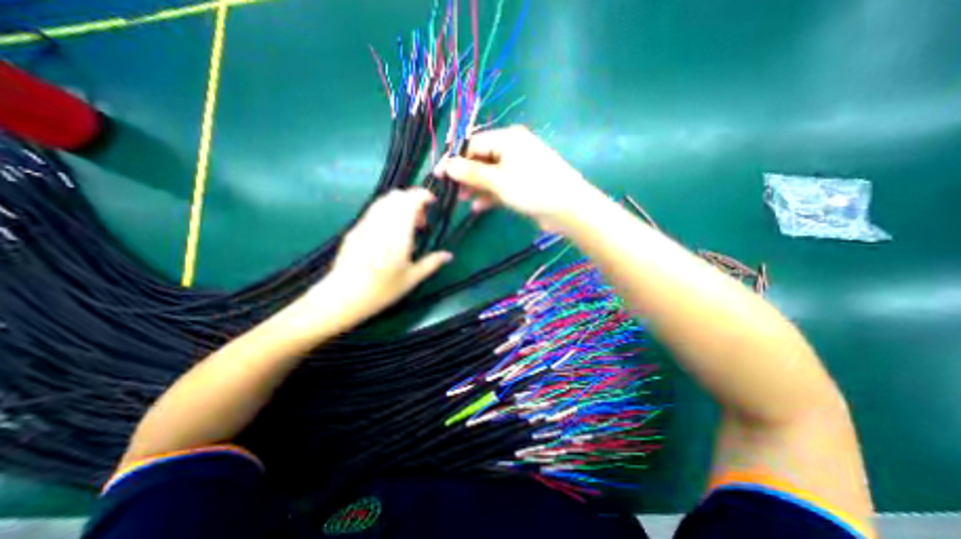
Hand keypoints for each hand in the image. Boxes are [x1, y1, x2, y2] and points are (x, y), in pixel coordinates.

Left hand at [306, 190, 452, 322]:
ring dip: (399, 205)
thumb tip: (448, 255)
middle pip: (396, 196)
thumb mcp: (411, 279)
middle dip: (412, 201)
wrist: (343, 297)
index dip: (422, 195)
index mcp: (397, 234)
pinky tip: (389, 233)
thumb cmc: (381, 290)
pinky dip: (386, 213)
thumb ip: (431, 263)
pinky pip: (373, 211)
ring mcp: (364, 225)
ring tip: (406, 227)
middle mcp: (380, 224)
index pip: (409, 201)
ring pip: (383, 201)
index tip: (432, 201)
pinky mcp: (354, 229)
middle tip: (421, 221)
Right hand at [436, 124, 598, 229]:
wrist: (567, 209)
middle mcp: (512, 149)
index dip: (454, 159)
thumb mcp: (498, 180)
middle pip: (481, 159)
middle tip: (450, 190)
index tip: (439, 175)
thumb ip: (471, 173)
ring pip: (490, 174)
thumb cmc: (532, 188)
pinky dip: (490, 195)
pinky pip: (501, 186)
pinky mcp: (523, 184)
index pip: (473, 144)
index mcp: (507, 139)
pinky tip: (478, 207)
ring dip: (476, 186)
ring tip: (461, 199)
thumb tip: (446, 165)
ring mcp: (519, 167)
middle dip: (465, 174)